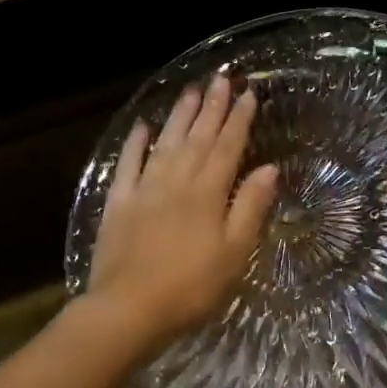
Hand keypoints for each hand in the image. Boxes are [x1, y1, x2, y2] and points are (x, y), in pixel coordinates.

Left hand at [85, 74, 278, 357]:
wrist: (129, 308)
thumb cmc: (191, 287)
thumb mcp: (234, 253)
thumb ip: (250, 208)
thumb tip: (269, 169)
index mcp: (208, 193)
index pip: (228, 147)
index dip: (239, 120)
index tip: (249, 94)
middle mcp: (176, 181)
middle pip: (198, 137)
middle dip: (212, 107)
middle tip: (221, 78)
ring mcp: (144, 189)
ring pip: (165, 143)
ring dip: (180, 116)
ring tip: (191, 91)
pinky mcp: (118, 203)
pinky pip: (127, 164)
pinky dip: (136, 143)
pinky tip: (143, 126)